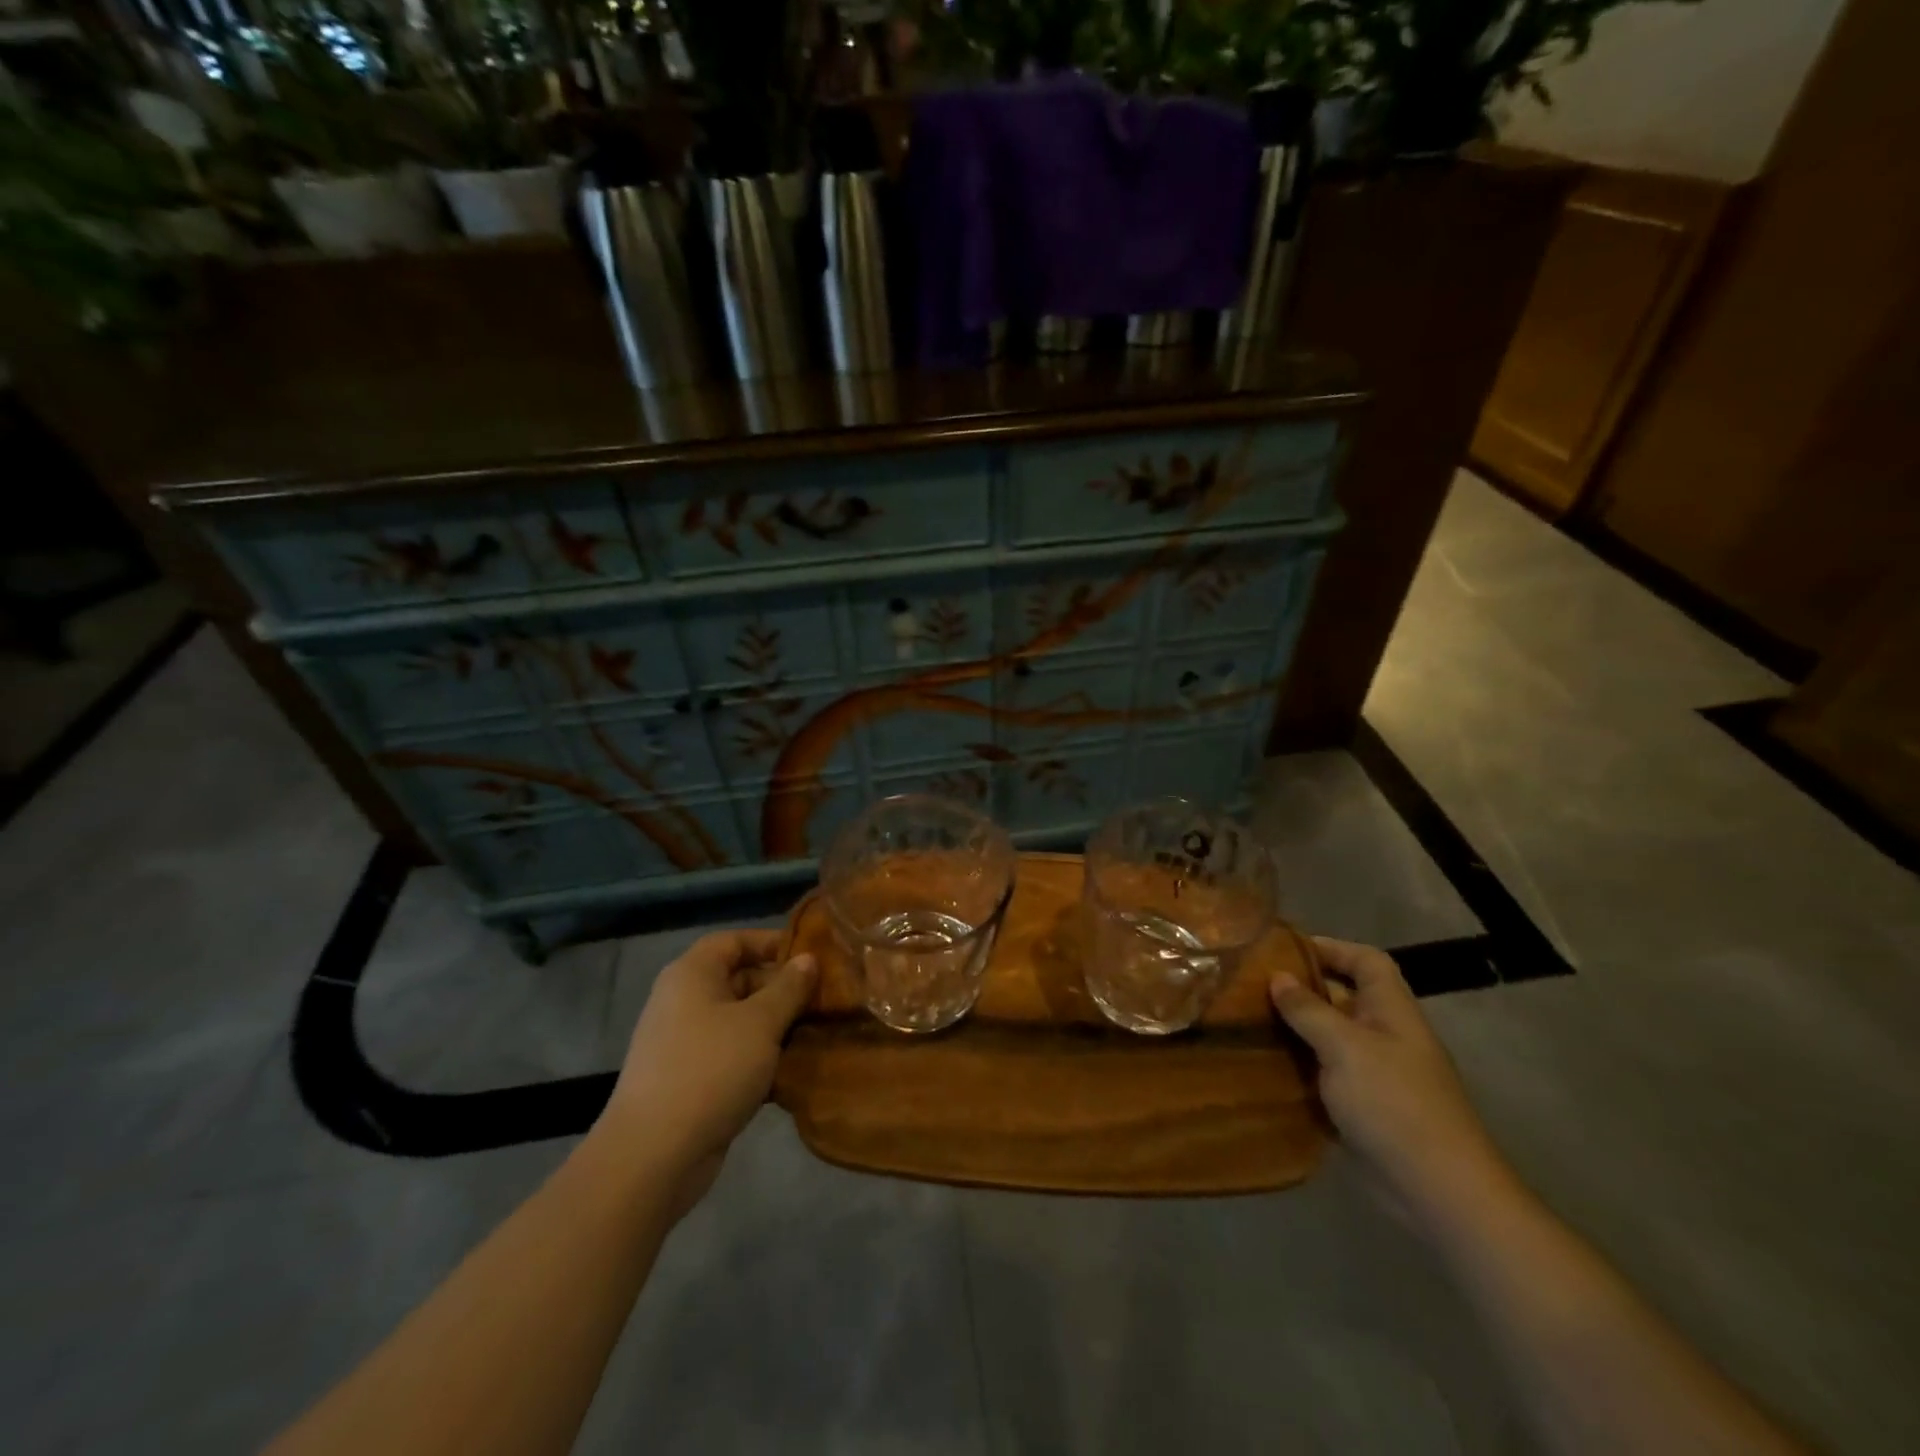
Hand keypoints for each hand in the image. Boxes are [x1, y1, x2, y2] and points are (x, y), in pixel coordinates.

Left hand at [601, 930, 816, 1213]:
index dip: (772, 943)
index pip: (735, 940)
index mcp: (692, 974)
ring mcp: (684, 1042)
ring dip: (775, 1025)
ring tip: (816, 1032)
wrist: (653, 1155)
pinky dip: (759, 1056)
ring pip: (739, 1020)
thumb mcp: (760, 1022)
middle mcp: (684, 1000)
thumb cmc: (711, 1070)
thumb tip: (808, 959)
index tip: (811, 957)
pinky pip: (731, 1053)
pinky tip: (792, 1069)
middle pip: (739, 978)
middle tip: (823, 998)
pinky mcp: (690, 1078)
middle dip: (781, 988)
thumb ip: (789, 987)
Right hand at [1270, 937, 1510, 1217]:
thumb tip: (1277, 977)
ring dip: (1294, 1030)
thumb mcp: (1345, 1047)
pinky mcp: (1362, 1108)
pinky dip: (1297, 1068)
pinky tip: (1262, 1065)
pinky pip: (1324, 1075)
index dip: (1331, 948)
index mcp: (1391, 1011)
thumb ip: (1308, 1009)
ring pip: (1329, 1037)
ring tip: (1246, 1020)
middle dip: (1301, 989)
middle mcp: (1385, 1035)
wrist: (1437, 1191)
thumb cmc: (1393, 1103)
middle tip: (1250, 985)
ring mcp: (1375, 1074)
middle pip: (1343, 997)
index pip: (1366, 961)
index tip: (1284, 949)